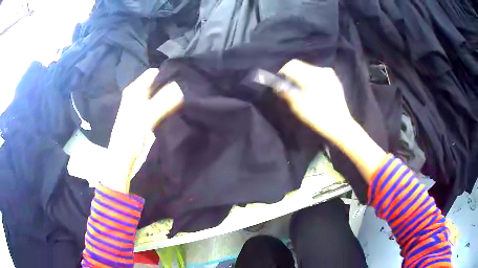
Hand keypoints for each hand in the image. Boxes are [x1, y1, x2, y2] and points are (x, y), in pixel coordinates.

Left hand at [103, 69, 183, 192]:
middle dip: (171, 85)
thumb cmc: (131, 135)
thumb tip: (182, 87)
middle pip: (156, 83)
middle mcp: (137, 94)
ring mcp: (140, 106)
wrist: (124, 157)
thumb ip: (164, 100)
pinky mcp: (145, 116)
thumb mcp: (148, 116)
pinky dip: (167, 106)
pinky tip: (177, 109)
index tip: (184, 78)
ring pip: (158, 95)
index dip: (168, 73)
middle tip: (188, 89)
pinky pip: (158, 105)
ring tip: (185, 98)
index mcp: (134, 90)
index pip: (153, 73)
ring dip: (169, 96)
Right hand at [278, 59, 353, 142]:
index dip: (282, 72)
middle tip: (290, 88)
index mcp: (311, 75)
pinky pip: (319, 75)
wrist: (340, 124)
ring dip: (303, 76)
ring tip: (302, 90)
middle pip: (301, 65)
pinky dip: (313, 79)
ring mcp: (329, 74)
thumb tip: (279, 85)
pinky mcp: (334, 80)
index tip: (280, 83)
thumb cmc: (318, 116)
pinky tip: (314, 91)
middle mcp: (320, 70)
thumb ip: (286, 91)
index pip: (292, 65)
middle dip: (293, 74)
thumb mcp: (298, 106)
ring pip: (310, 69)